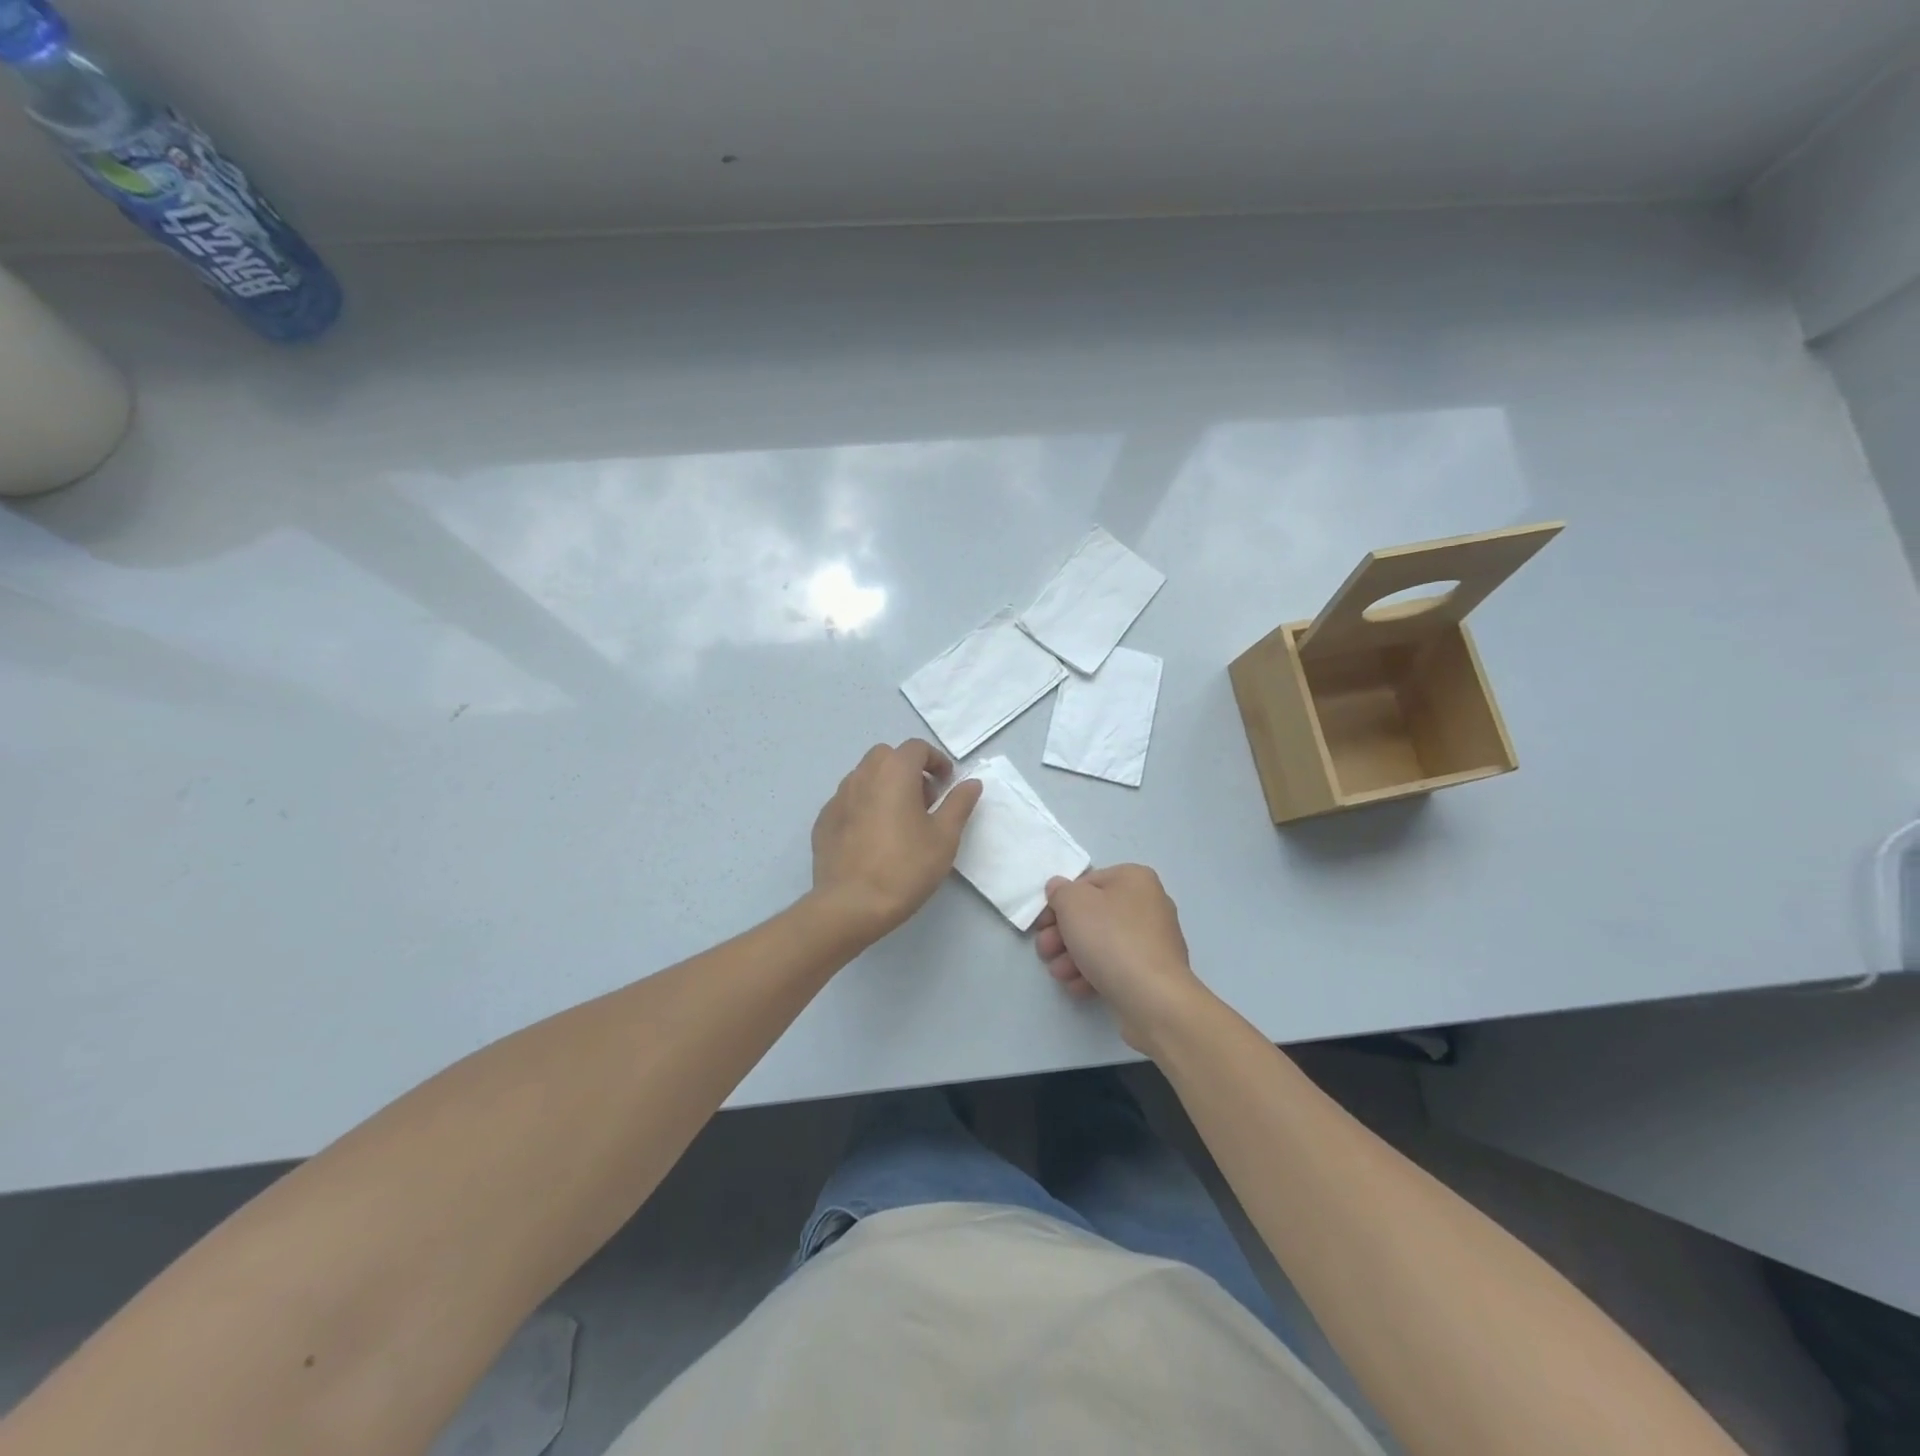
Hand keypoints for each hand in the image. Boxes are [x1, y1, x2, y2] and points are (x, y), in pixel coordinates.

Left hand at [810, 739, 982, 940]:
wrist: (851, 905)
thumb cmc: (905, 867)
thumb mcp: (944, 837)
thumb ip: (959, 803)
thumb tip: (971, 783)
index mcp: (894, 772)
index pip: (916, 748)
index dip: (936, 761)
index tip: (947, 784)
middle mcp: (862, 775)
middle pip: (887, 757)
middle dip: (908, 770)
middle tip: (924, 801)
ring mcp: (838, 798)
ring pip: (865, 778)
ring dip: (885, 787)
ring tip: (899, 821)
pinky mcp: (823, 821)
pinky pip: (849, 802)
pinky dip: (865, 807)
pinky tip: (873, 838)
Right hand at [1033, 864, 1213, 1053]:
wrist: (1153, 998)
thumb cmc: (1111, 939)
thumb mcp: (1073, 904)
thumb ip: (1060, 891)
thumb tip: (1059, 889)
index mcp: (1134, 879)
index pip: (1086, 883)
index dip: (1058, 903)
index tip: (1042, 925)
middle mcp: (1148, 904)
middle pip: (1092, 915)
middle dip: (1062, 935)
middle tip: (1045, 951)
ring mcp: (1153, 940)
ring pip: (1101, 942)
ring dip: (1072, 957)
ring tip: (1059, 974)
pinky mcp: (1153, 972)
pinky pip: (1116, 965)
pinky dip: (1093, 973)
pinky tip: (1078, 987)